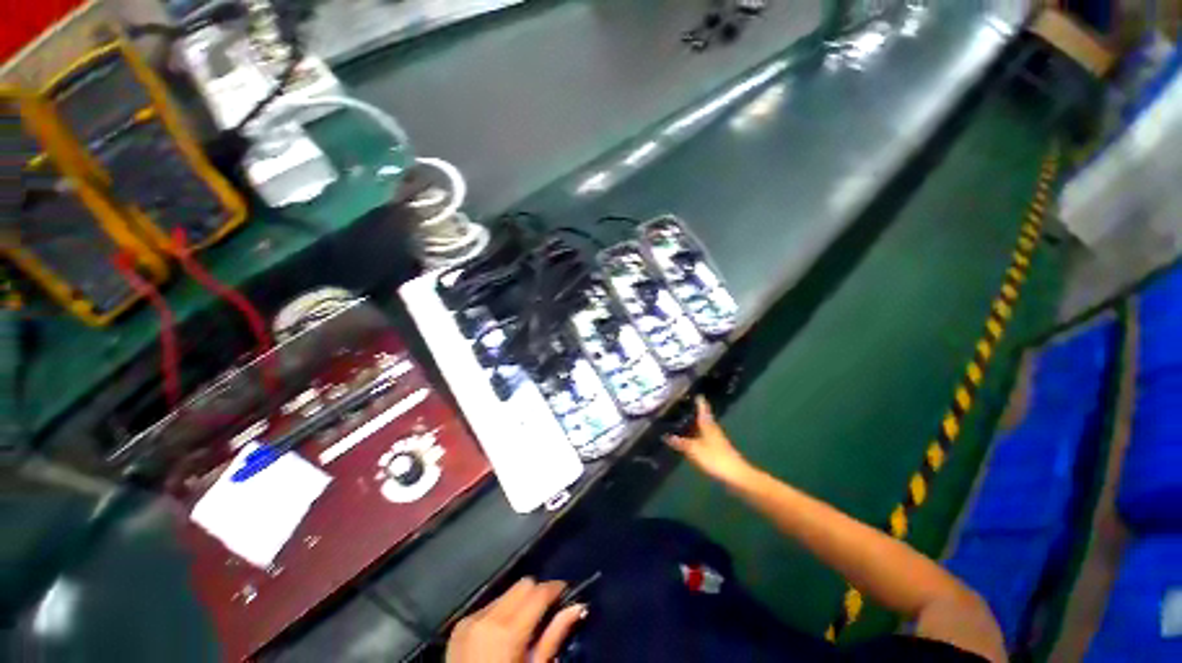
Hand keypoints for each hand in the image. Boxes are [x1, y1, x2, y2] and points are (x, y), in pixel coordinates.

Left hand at [446, 577, 586, 662]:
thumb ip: (554, 636)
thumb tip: (577, 606)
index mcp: (507, 631)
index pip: (539, 592)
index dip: (556, 588)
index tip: (567, 593)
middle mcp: (487, 616)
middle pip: (523, 584)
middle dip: (538, 592)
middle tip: (548, 611)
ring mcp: (470, 619)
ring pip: (506, 592)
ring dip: (519, 602)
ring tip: (524, 624)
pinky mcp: (459, 625)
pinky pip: (489, 606)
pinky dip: (501, 612)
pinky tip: (502, 633)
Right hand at [666, 396, 752, 485]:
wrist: (736, 477)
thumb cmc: (715, 459)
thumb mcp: (693, 450)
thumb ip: (680, 443)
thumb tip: (666, 436)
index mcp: (708, 424)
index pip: (702, 408)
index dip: (698, 400)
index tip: (692, 392)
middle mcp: (712, 428)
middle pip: (702, 416)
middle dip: (693, 411)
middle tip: (681, 406)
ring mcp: (716, 439)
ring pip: (703, 427)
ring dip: (694, 423)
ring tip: (681, 421)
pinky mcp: (717, 450)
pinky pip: (703, 437)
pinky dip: (696, 435)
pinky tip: (689, 439)